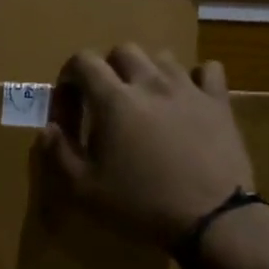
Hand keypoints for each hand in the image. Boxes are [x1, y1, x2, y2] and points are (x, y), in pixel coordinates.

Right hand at [40, 46, 253, 244]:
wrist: (210, 218)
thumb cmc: (140, 204)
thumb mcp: (85, 189)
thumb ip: (59, 154)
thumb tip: (49, 129)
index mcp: (114, 100)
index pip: (83, 60)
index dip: (69, 78)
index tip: (70, 108)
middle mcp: (150, 83)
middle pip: (124, 51)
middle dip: (108, 70)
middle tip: (105, 103)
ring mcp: (188, 89)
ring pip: (163, 58)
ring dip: (147, 72)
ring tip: (145, 101)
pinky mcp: (219, 102)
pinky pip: (208, 70)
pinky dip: (194, 78)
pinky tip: (188, 99)